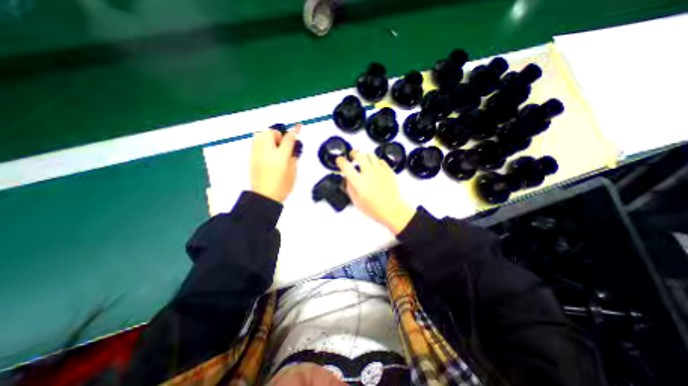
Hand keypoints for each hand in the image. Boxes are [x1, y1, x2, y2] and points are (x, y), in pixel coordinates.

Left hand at [249, 125, 300, 202]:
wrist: (265, 196)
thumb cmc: (281, 187)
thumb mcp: (293, 173)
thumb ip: (293, 159)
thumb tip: (292, 151)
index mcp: (280, 157)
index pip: (289, 139)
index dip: (295, 131)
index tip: (298, 127)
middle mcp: (267, 152)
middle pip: (271, 132)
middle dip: (278, 134)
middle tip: (283, 143)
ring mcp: (257, 154)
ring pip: (260, 135)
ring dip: (269, 136)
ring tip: (275, 146)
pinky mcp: (252, 157)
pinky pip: (255, 142)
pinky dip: (262, 142)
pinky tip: (268, 151)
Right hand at [335, 151, 412, 235]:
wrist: (391, 210)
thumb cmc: (375, 209)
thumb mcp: (356, 202)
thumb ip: (350, 188)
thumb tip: (346, 178)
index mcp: (360, 183)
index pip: (347, 167)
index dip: (341, 161)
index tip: (339, 160)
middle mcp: (369, 175)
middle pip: (360, 155)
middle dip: (353, 153)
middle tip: (352, 155)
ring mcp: (380, 172)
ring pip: (371, 155)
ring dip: (364, 155)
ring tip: (363, 159)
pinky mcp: (388, 171)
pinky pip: (380, 160)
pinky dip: (375, 161)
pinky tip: (373, 166)